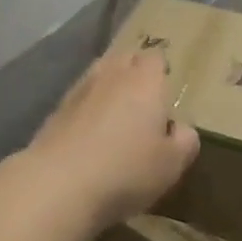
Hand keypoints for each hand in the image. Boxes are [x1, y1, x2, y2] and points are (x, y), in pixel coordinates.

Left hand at [25, 50, 198, 230]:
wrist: (59, 182)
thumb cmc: (126, 169)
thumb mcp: (171, 164)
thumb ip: (184, 141)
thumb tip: (181, 128)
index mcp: (145, 80)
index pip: (156, 57)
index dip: (161, 73)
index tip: (166, 95)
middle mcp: (112, 74)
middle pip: (125, 58)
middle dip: (135, 72)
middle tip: (144, 102)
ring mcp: (80, 88)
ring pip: (100, 74)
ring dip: (109, 87)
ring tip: (117, 115)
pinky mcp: (57, 108)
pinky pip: (80, 97)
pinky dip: (88, 107)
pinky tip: (90, 132)